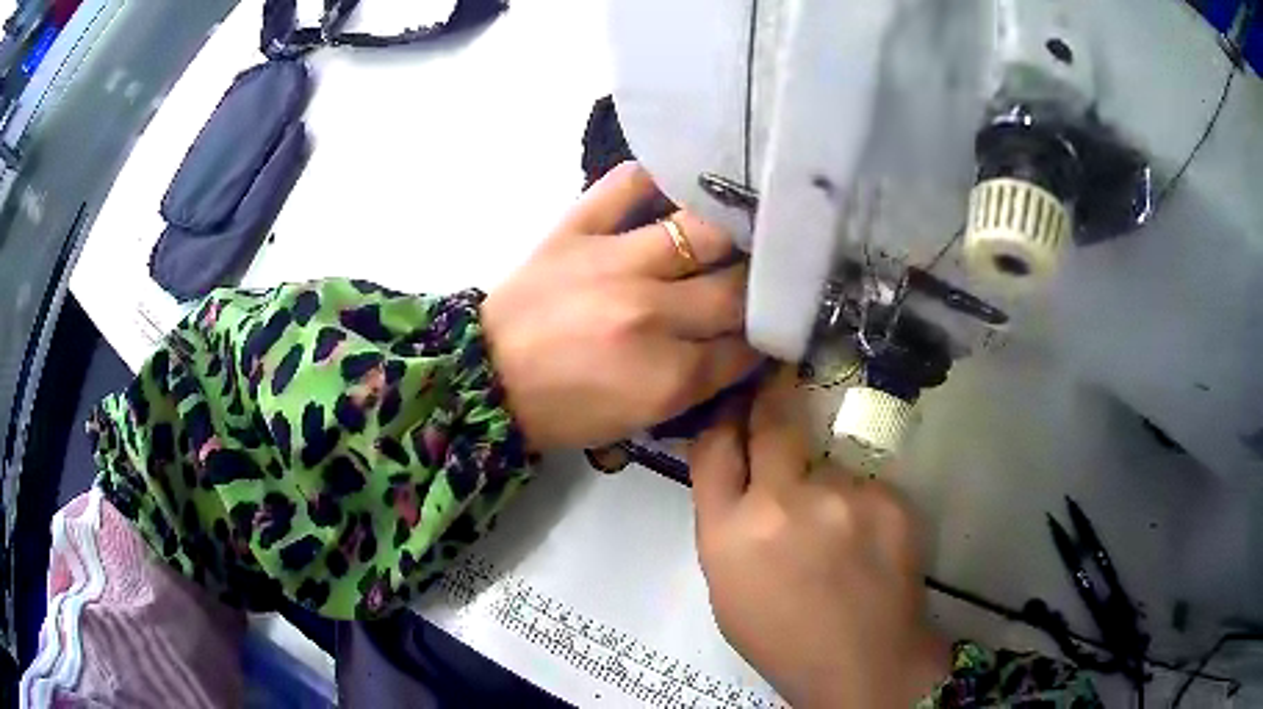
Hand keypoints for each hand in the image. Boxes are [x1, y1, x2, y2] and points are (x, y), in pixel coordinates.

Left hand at [482, 162, 760, 450]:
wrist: (485, 379)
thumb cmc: (563, 409)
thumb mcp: (641, 418)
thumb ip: (700, 382)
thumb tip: (745, 342)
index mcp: (665, 376)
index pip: (745, 346)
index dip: (768, 336)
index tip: (775, 324)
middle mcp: (649, 312)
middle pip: (736, 288)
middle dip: (762, 287)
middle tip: (768, 278)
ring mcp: (612, 261)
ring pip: (703, 230)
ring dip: (732, 231)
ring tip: (744, 228)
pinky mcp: (576, 228)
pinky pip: (628, 183)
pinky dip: (659, 177)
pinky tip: (682, 182)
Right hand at [689, 369, 948, 707]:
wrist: (862, 662)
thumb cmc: (782, 636)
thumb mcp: (727, 586)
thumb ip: (727, 523)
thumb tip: (739, 471)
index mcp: (730, 532)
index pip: (714, 447)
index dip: (724, 418)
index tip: (735, 400)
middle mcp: (784, 502)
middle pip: (773, 422)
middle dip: (772, 399)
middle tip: (780, 383)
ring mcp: (844, 496)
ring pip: (828, 464)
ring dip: (825, 482)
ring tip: (838, 531)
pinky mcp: (890, 499)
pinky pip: (865, 486)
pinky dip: (860, 506)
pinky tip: (866, 543)